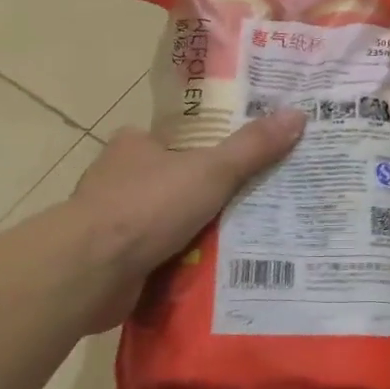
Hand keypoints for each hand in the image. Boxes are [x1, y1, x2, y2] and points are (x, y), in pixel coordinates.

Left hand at [68, 108, 307, 330]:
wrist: (91, 270)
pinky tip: (214, 274)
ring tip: (245, 243)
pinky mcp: (111, 260)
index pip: (179, 140)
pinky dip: (180, 264)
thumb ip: (253, 147)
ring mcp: (112, 222)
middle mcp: (118, 179)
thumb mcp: (212, 170)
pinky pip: (157, 256)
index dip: (210, 151)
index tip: (243, 166)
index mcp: (135, 145)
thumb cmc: (149, 206)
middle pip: (176, 183)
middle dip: (207, 198)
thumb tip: (298, 115)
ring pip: (167, 223)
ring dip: (195, 234)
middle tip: (255, 208)